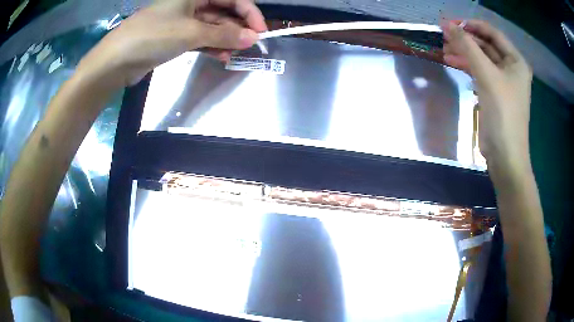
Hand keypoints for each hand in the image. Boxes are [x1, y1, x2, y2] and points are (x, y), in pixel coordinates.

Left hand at [78, 0, 266, 87]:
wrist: (117, 61)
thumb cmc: (153, 36)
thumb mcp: (191, 32)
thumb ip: (223, 34)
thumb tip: (253, 37)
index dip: (249, 12)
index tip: (260, 30)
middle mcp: (189, 4)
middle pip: (222, 11)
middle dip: (237, 27)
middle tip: (249, 45)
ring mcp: (181, 21)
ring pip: (211, 27)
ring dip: (225, 39)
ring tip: (236, 53)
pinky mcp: (174, 37)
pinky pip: (199, 38)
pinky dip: (211, 46)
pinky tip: (221, 56)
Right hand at [442, 20, 531, 168]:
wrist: (505, 155)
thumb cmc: (503, 114)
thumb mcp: (487, 76)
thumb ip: (468, 48)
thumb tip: (448, 25)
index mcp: (516, 61)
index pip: (492, 33)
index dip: (471, 25)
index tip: (451, 24)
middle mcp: (511, 68)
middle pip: (486, 45)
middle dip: (466, 39)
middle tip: (444, 36)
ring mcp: (503, 81)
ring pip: (481, 58)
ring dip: (464, 52)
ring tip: (444, 49)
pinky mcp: (494, 93)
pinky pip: (480, 72)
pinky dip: (467, 66)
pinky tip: (453, 63)